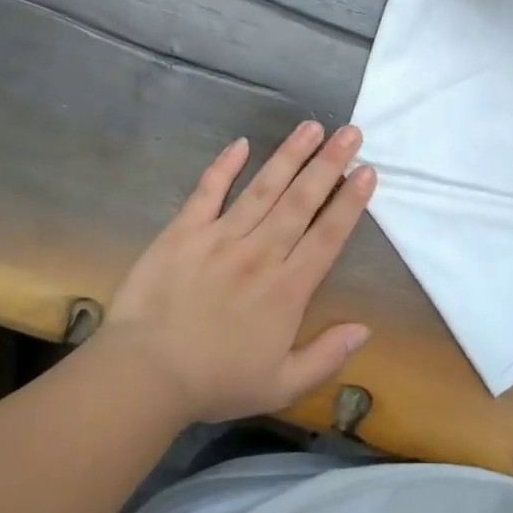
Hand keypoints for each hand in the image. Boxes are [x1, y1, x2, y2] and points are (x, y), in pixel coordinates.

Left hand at [96, 122, 376, 423]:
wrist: (145, 374)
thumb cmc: (216, 382)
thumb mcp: (282, 385)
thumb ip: (327, 356)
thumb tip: (365, 329)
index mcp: (287, 288)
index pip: (328, 236)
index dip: (350, 202)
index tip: (367, 172)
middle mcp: (260, 253)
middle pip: (301, 201)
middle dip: (328, 164)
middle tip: (350, 132)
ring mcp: (220, 237)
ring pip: (263, 188)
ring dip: (289, 155)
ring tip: (311, 127)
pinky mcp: (183, 232)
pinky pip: (207, 192)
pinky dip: (223, 166)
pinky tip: (240, 143)